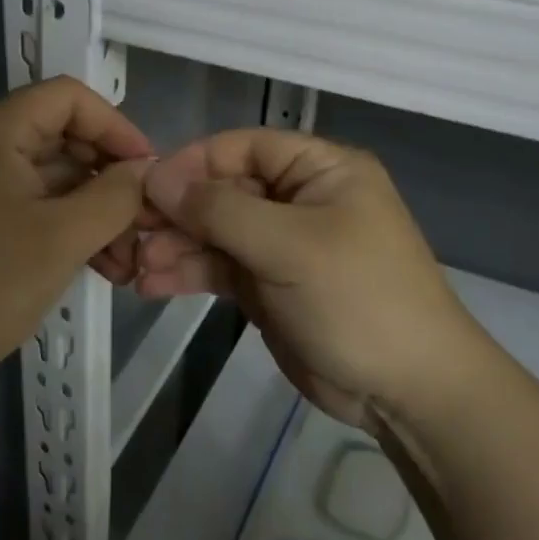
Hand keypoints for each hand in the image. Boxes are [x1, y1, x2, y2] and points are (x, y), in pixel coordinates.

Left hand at [0, 77, 153, 382]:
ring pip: (53, 179)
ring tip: (132, 257)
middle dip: (111, 178)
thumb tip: (148, 170)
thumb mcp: (63, 237)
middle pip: (64, 137)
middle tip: (148, 220)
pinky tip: (104, 265)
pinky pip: (33, 206)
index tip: (149, 171)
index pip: (70, 97)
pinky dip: (69, 228)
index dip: (117, 126)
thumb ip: (116, 196)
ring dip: (96, 211)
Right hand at [136, 129, 482, 430]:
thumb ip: (220, 210)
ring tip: (133, 266)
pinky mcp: (268, 284)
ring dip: (175, 245)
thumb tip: (157, 179)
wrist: (409, 391)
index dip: (192, 163)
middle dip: (177, 212)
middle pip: (223, 191)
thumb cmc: (359, 298)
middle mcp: (298, 198)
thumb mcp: (290, 246)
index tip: (146, 188)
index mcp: (318, 170)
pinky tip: (151, 284)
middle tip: (129, 234)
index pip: (242, 148)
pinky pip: (220, 267)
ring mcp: (281, 244)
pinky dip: (187, 272)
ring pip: (215, 231)